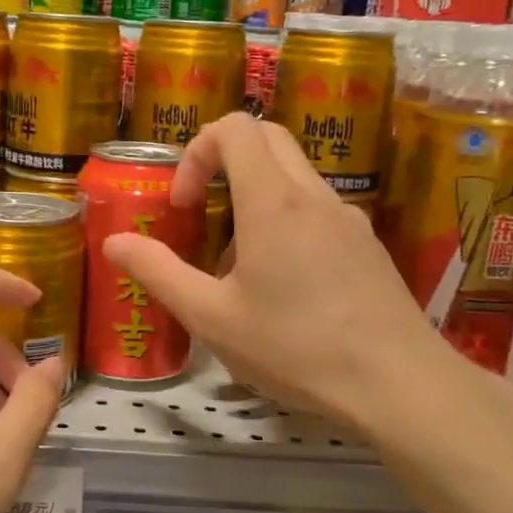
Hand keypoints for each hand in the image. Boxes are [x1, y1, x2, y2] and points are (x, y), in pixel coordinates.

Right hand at [104, 112, 456, 432]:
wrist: (399, 384)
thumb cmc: (296, 348)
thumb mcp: (212, 318)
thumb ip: (158, 273)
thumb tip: (113, 242)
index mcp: (272, 201)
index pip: (234, 128)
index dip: (196, 152)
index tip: (186, 204)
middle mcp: (313, 195)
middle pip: (267, 137)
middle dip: (224, 160)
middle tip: (204, 213)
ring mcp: (348, 217)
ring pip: (294, 175)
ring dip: (255, 195)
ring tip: (239, 264)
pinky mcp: (368, 244)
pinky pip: (317, 209)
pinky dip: (287, 221)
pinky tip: (283, 286)